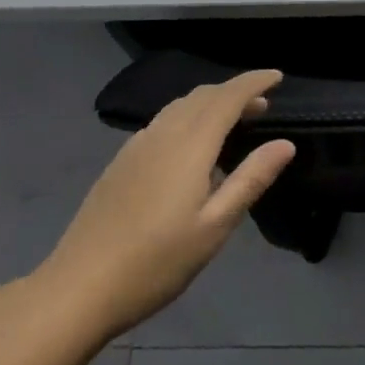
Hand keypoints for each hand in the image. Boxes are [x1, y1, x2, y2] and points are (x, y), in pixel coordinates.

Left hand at [28, 70, 295, 342]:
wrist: (78, 288)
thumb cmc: (155, 262)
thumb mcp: (214, 227)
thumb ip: (251, 179)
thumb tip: (285, 144)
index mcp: (190, 145)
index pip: (228, 97)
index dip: (254, 82)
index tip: (278, 76)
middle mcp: (163, 133)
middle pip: (203, 95)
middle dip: (235, 92)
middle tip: (263, 106)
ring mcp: (137, 146)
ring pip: (180, 106)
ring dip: (211, 103)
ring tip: (233, 122)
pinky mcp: (121, 161)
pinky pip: (163, 121)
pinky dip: (188, 117)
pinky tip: (191, 148)